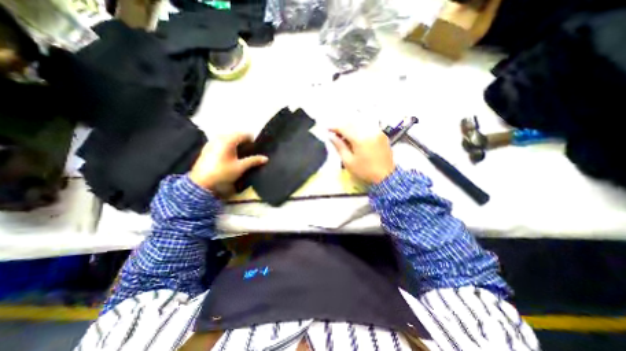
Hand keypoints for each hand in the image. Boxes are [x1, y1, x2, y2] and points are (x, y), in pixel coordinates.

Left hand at [191, 132, 268, 195]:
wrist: (201, 183)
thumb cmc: (222, 173)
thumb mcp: (240, 167)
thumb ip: (253, 161)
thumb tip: (265, 158)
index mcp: (228, 140)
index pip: (244, 134)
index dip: (252, 140)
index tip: (256, 148)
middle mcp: (219, 137)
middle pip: (236, 135)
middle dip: (244, 141)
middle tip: (249, 152)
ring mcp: (212, 142)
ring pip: (228, 138)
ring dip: (236, 143)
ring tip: (240, 154)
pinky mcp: (207, 148)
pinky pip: (221, 142)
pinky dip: (228, 146)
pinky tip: (229, 156)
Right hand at [329, 124, 392, 184]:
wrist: (385, 176)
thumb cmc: (364, 171)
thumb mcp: (348, 161)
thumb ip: (339, 146)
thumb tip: (331, 136)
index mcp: (360, 139)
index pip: (344, 128)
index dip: (334, 127)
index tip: (327, 129)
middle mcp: (369, 131)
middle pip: (352, 123)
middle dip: (342, 127)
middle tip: (335, 134)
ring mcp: (377, 132)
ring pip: (360, 124)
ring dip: (351, 128)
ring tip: (345, 137)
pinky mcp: (382, 134)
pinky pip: (368, 127)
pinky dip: (360, 130)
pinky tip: (357, 138)